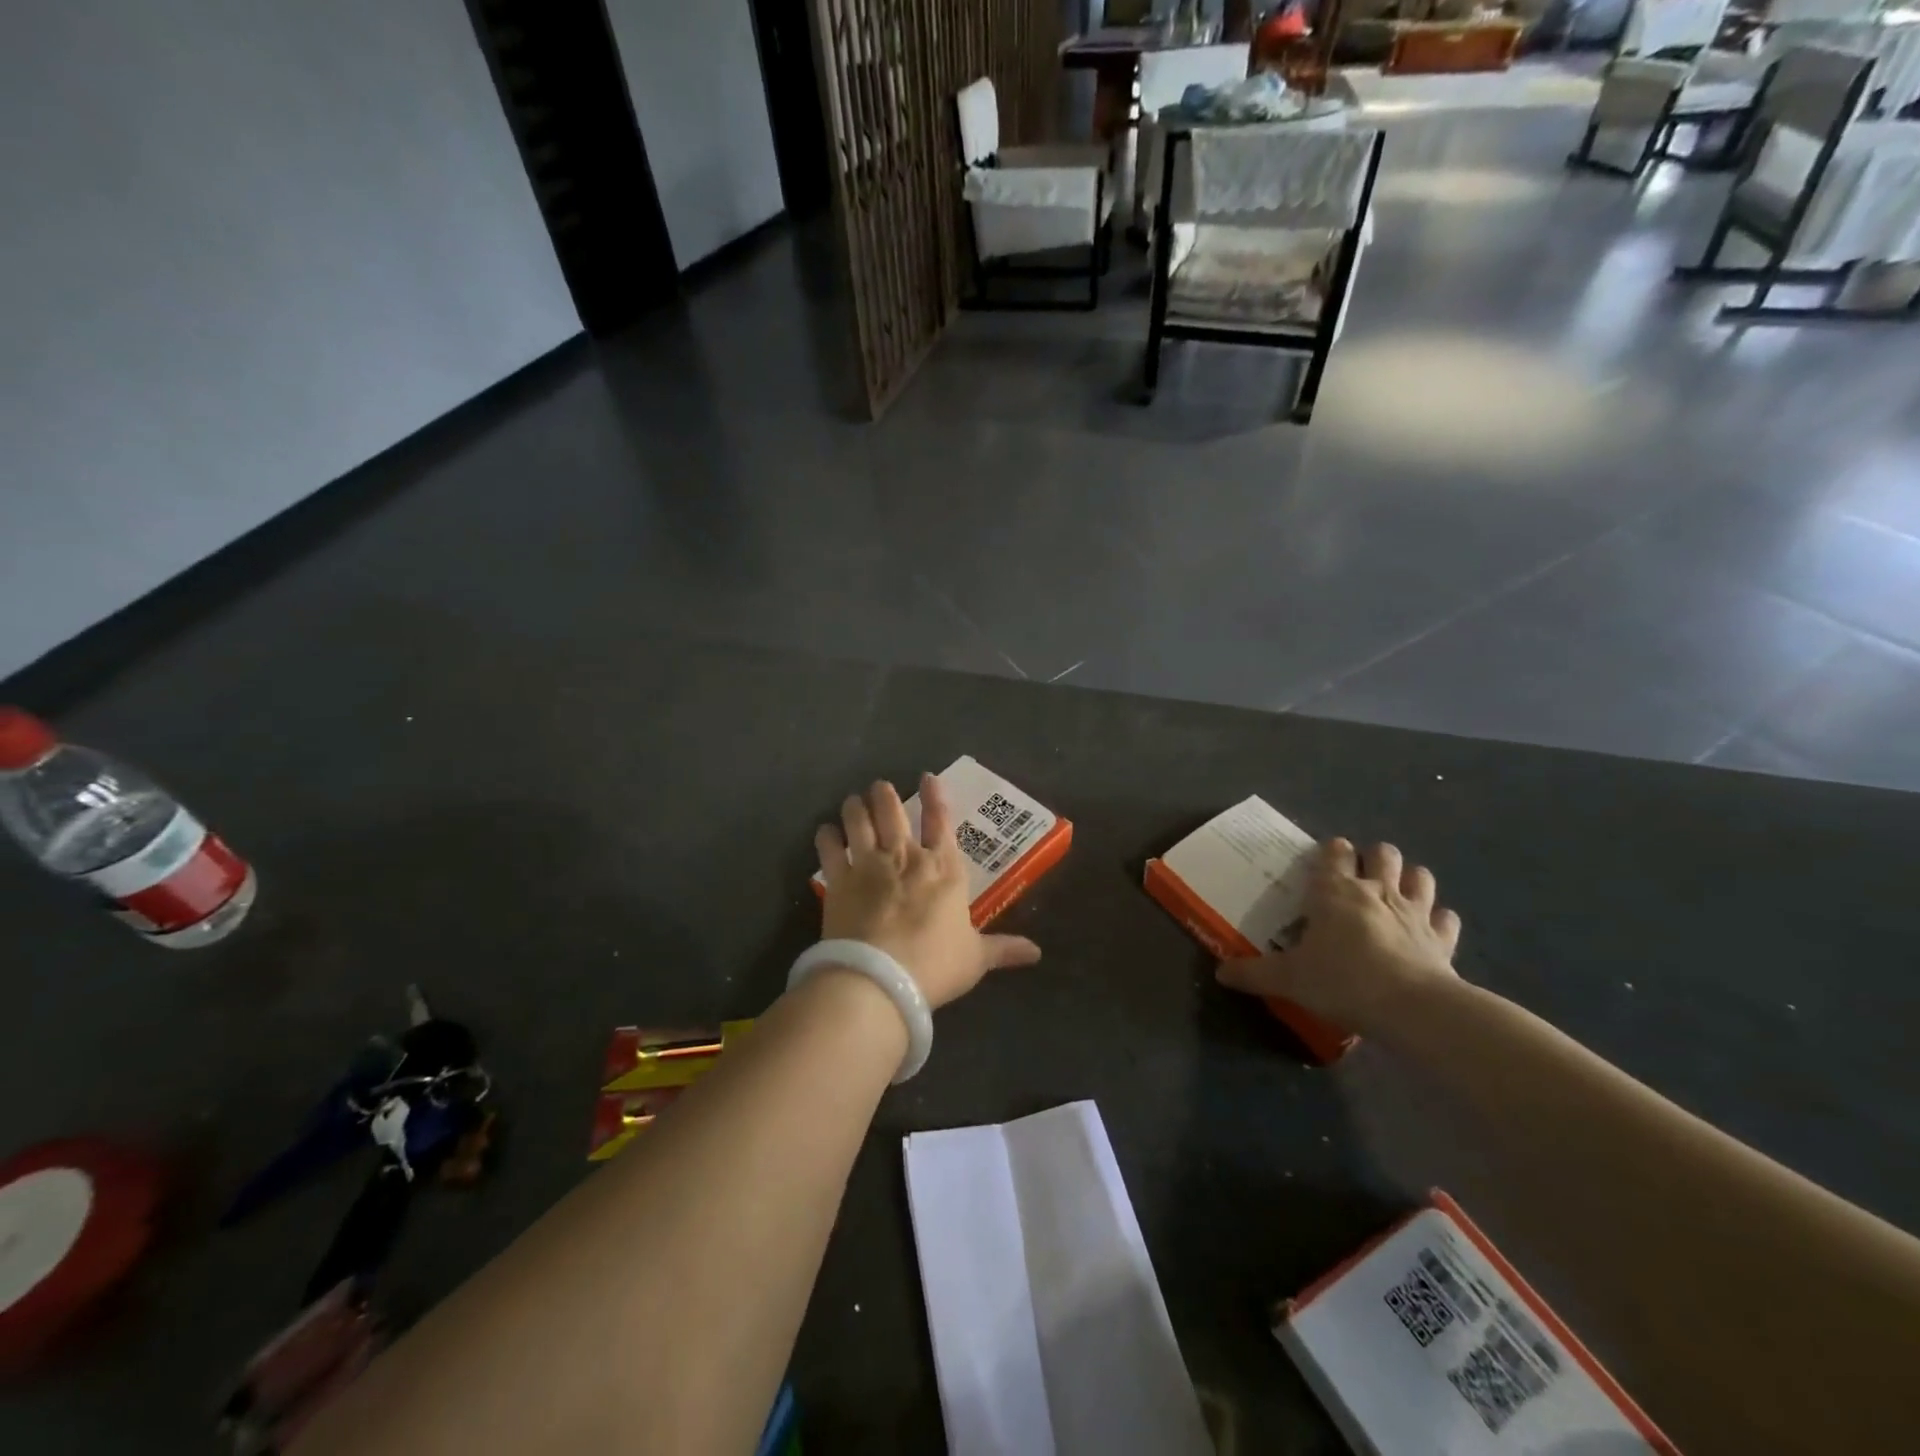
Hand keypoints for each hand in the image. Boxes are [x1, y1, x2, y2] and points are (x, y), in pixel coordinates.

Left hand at [813, 776, 1041, 1008]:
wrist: (879, 979)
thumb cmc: (934, 965)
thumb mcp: (975, 959)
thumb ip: (1003, 949)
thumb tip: (1037, 952)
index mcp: (943, 869)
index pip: (941, 822)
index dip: (935, 796)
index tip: (927, 776)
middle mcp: (905, 857)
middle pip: (893, 812)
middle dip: (886, 794)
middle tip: (880, 786)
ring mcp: (868, 865)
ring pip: (859, 821)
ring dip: (855, 807)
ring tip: (853, 801)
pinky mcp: (838, 881)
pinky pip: (829, 849)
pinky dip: (827, 836)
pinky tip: (826, 831)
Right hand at [1216, 838, 1460, 1037]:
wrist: (1411, 1009)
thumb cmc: (1341, 980)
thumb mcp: (1287, 979)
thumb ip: (1253, 973)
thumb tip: (1220, 974)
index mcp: (1335, 891)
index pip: (1333, 853)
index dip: (1330, 852)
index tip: (1323, 860)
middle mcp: (1377, 891)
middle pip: (1382, 853)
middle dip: (1373, 857)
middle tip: (1360, 876)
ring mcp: (1415, 912)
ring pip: (1420, 876)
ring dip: (1410, 879)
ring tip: (1397, 892)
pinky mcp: (1443, 939)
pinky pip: (1447, 918)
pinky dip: (1440, 919)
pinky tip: (1432, 928)